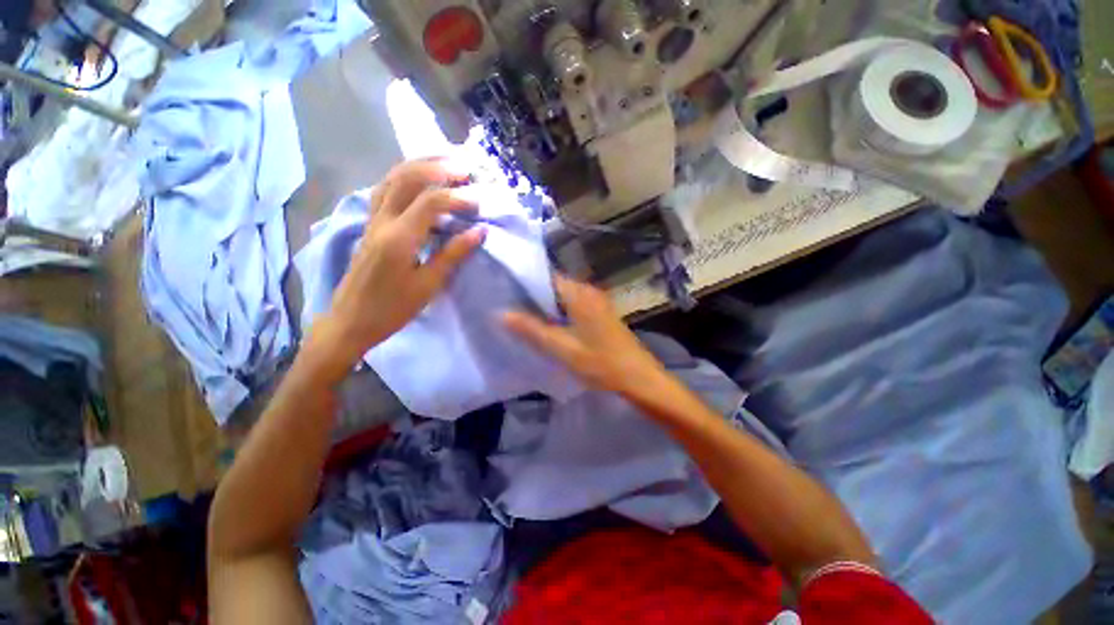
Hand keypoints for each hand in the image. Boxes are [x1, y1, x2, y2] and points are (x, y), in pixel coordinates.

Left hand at [306, 159, 485, 383]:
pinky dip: (404, 177)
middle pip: (406, 178)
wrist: (350, 321)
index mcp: (398, 238)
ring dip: (418, 165)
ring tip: (445, 161)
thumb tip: (480, 231)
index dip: (457, 197)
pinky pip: (385, 189)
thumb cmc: (393, 309)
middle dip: (437, 167)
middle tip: (465, 167)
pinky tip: (418, 179)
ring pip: (391, 178)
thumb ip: (453, 254)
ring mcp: (372, 220)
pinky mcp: (369, 224)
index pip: (430, 202)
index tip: (479, 203)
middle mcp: (381, 221)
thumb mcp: (428, 285)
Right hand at [503, 274, 670, 398]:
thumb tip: (501, 313)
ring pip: (563, 297)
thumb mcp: (562, 348)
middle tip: (507, 306)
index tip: (503, 291)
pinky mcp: (600, 314)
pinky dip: (558, 313)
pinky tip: (547, 326)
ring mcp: (596, 302)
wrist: (639, 378)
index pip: (545, 276)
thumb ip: (532, 330)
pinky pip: (573, 306)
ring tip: (521, 316)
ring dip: (545, 306)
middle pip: (554, 286)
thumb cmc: (601, 363)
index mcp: (579, 293)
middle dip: (532, 296)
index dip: (524, 282)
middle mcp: (588, 291)